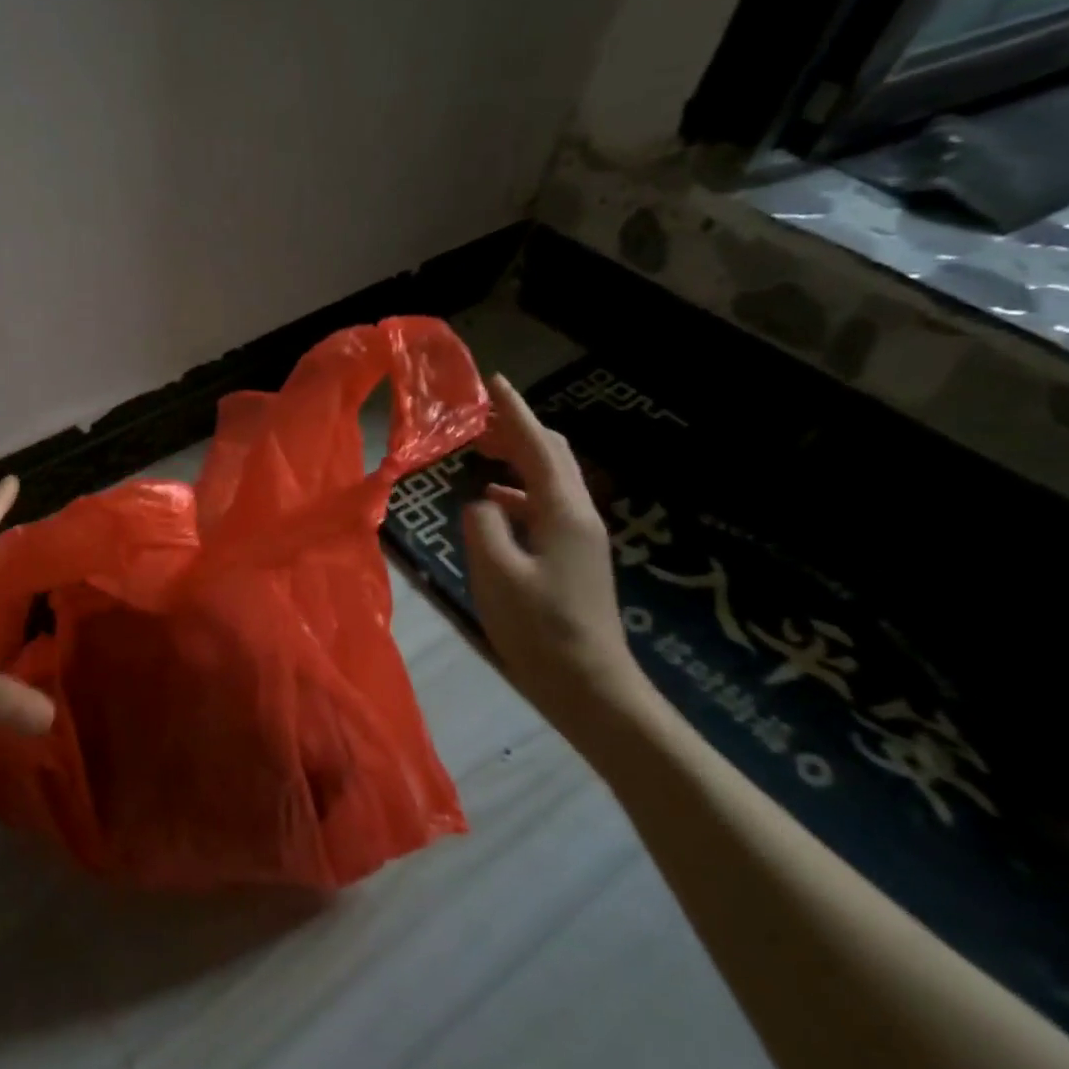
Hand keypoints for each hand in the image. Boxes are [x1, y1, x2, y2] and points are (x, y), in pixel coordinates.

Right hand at [460, 375, 656, 746]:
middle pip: (551, 455)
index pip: (538, 447)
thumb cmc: (541, 629)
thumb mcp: (496, 573)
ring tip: (478, 448)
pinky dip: (516, 489)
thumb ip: (481, 525)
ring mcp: (579, 537)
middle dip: (516, 428)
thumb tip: (480, 502)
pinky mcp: (572, 556)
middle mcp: (578, 515)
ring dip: (516, 456)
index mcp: (564, 513)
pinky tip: (492, 499)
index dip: (514, 412)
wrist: (591, 687)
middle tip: (477, 414)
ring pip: (548, 478)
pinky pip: (543, 504)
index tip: (493, 381)